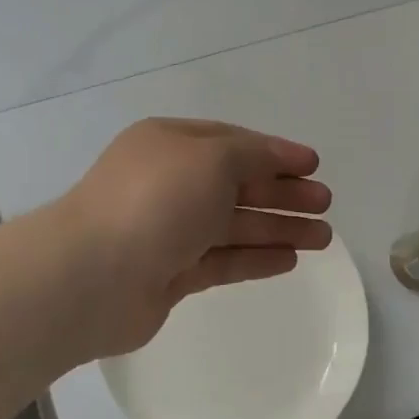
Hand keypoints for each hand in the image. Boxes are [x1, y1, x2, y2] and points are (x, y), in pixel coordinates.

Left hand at [51, 118, 332, 361]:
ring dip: (278, 227)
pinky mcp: (171, 273)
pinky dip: (256, 257)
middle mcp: (171, 182)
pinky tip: (291, 260)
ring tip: (324, 238)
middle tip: (325, 203)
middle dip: (283, 192)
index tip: (314, 165)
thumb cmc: (157, 200)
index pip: (233, 142)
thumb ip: (252, 155)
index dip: (276, 152)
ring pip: (234, 224)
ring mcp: (169, 230)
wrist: (92, 276)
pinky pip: (223, 260)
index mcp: (171, 144)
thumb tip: (276, 157)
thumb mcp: (212, 158)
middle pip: (238, 184)